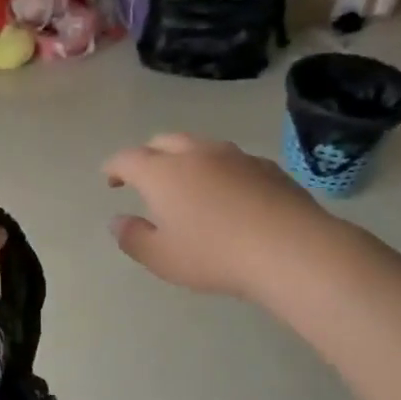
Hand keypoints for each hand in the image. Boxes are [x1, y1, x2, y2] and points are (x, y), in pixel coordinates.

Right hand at [103, 134, 335, 298]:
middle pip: (164, 141)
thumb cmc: (214, 255)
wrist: (290, 249)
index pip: (128, 159)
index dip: (114, 167)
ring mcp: (235, 156)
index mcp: (162, 173)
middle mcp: (196, 154)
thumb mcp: (161, 258)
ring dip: (185, 159)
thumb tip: (117, 221)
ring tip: (186, 183)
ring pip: (200, 146)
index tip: (110, 179)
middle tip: (144, 177)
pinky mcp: (267, 167)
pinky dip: (219, 170)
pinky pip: (232, 161)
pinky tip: (227, 194)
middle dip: (148, 154)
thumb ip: (133, 238)